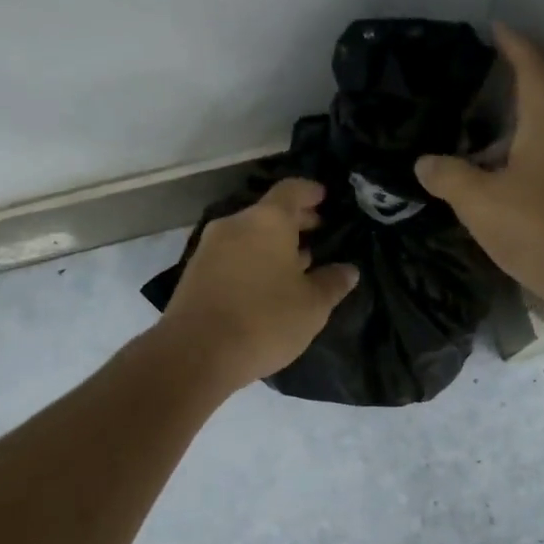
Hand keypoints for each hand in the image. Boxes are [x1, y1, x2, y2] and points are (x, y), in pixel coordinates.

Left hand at [158, 178, 359, 391]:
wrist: (195, 353)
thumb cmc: (264, 320)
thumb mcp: (312, 306)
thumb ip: (332, 282)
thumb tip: (348, 270)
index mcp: (267, 221)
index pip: (292, 190)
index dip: (311, 192)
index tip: (325, 197)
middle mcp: (236, 224)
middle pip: (269, 212)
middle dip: (295, 220)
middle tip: (318, 231)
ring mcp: (210, 247)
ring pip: (249, 234)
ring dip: (273, 243)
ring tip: (298, 262)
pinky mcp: (195, 272)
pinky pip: (233, 254)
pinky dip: (253, 259)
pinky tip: (268, 283)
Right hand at [415, 26, 543, 315]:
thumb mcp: (482, 203)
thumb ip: (451, 178)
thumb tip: (425, 161)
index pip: (533, 71)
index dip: (514, 46)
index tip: (498, 28)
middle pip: (540, 110)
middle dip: (507, 105)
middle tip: (470, 107)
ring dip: (513, 149)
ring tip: (476, 160)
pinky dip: (525, 178)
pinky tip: (503, 201)